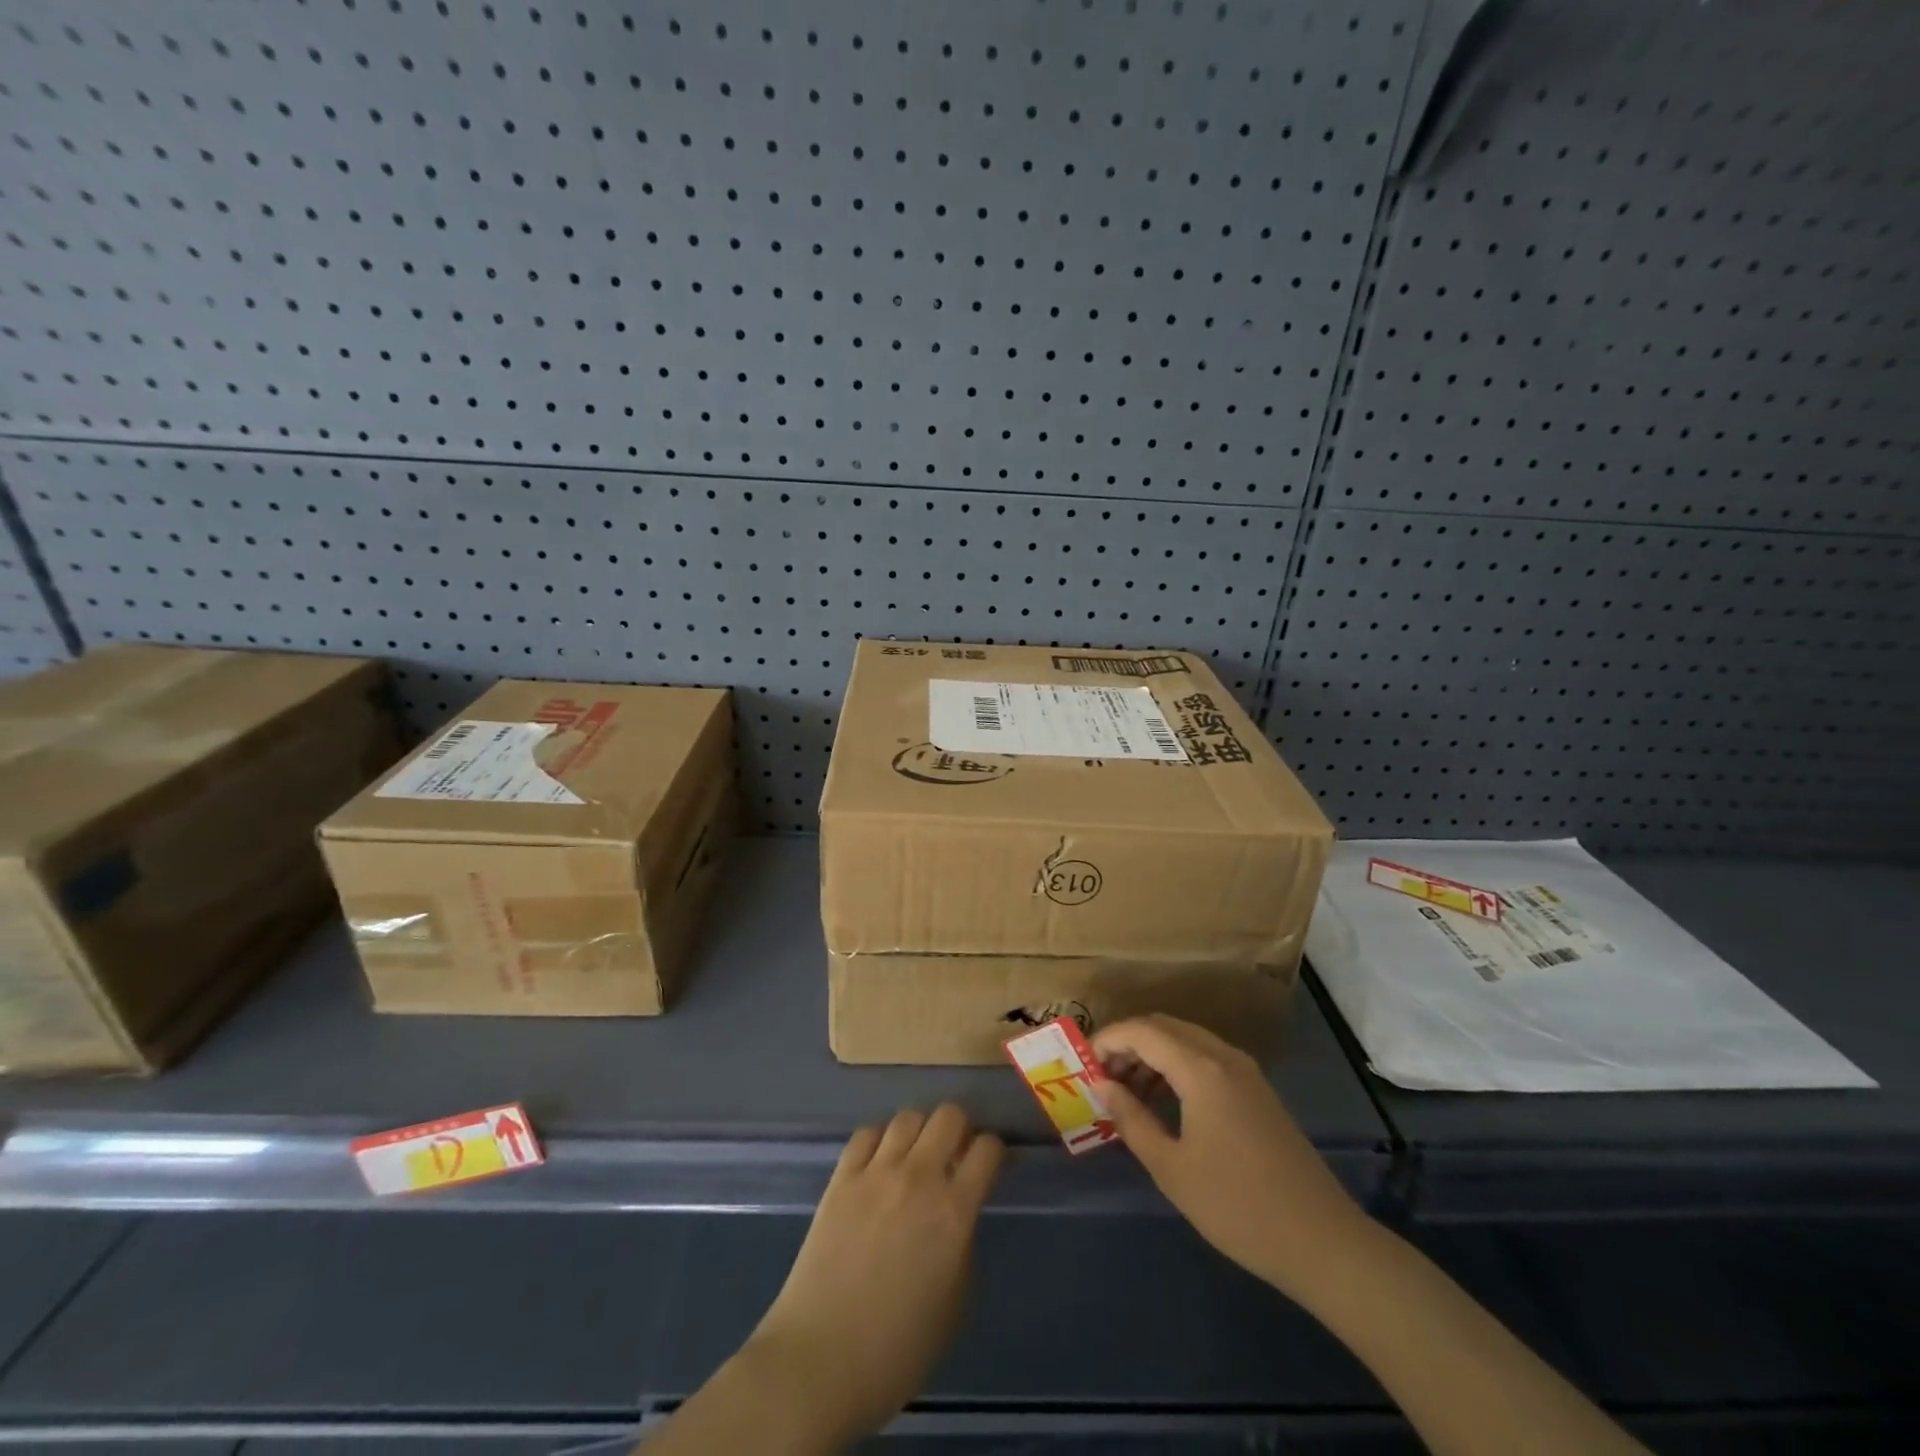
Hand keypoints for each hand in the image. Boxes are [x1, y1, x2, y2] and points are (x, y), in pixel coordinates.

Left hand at [742, 1104, 1002, 1443]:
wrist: (819, 1360)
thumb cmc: (897, 1350)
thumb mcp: (954, 1303)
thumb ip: (964, 1244)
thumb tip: (961, 1214)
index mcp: (954, 1211)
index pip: (988, 1148)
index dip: (994, 1152)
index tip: (990, 1166)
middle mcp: (918, 1177)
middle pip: (949, 1114)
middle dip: (960, 1128)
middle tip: (955, 1154)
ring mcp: (876, 1172)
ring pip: (908, 1116)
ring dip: (920, 1131)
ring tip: (915, 1156)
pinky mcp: (841, 1177)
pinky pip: (866, 1134)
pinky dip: (879, 1140)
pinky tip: (879, 1163)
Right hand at [1093, 1014, 1371, 1300]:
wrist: (1322, 1242)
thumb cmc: (1237, 1206)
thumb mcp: (1171, 1168)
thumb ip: (1131, 1118)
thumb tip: (1101, 1084)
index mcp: (1202, 1069)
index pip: (1143, 1030)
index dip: (1108, 1039)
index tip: (1083, 1063)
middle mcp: (1224, 1057)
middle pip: (1164, 1027)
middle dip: (1128, 1043)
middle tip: (1102, 1077)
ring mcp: (1246, 1072)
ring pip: (1186, 1040)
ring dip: (1152, 1054)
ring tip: (1127, 1092)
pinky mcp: (1257, 1091)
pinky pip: (1206, 1058)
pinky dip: (1177, 1066)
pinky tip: (1164, 1102)